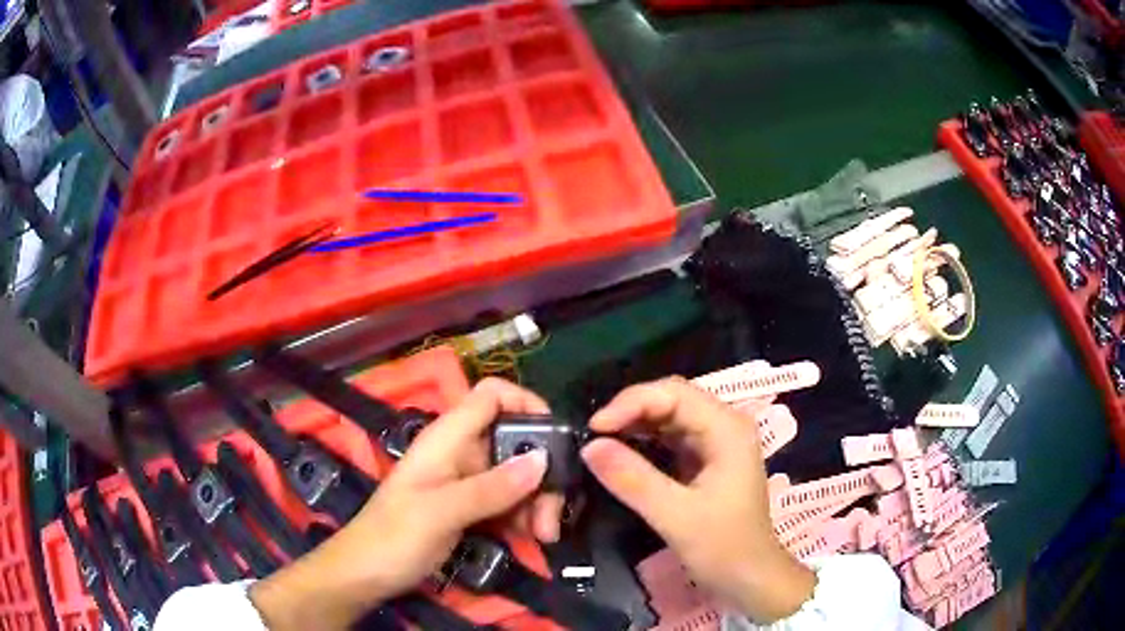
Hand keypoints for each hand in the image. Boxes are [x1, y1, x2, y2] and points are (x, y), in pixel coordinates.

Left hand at [250, 378, 564, 629]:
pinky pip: (509, 502)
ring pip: (518, 476)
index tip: (554, 435)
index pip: (491, 396)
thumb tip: (543, 459)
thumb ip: (492, 487)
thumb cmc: (393, 536)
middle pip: (515, 442)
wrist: (366, 573)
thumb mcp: (441, 512)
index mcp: (448, 438)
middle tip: (553, 513)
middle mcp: (462, 453)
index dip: (525, 401)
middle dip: (541, 472)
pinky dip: (525, 517)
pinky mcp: (471, 508)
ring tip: (544, 535)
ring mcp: (467, 482)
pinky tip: (532, 539)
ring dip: (537, 502)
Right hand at [581, 377, 815, 622]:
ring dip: (634, 427)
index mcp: (727, 428)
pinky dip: (643, 444)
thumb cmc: (723, 547)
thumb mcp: (676, 516)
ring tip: (600, 444)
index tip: (594, 429)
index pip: (674, 393)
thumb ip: (633, 479)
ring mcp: (716, 443)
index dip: (631, 402)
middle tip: (593, 436)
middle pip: (671, 399)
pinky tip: (620, 456)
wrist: (749, 579)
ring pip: (668, 418)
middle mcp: (724, 426)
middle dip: (630, 412)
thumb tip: (589, 446)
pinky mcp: (705, 461)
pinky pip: (669, 439)